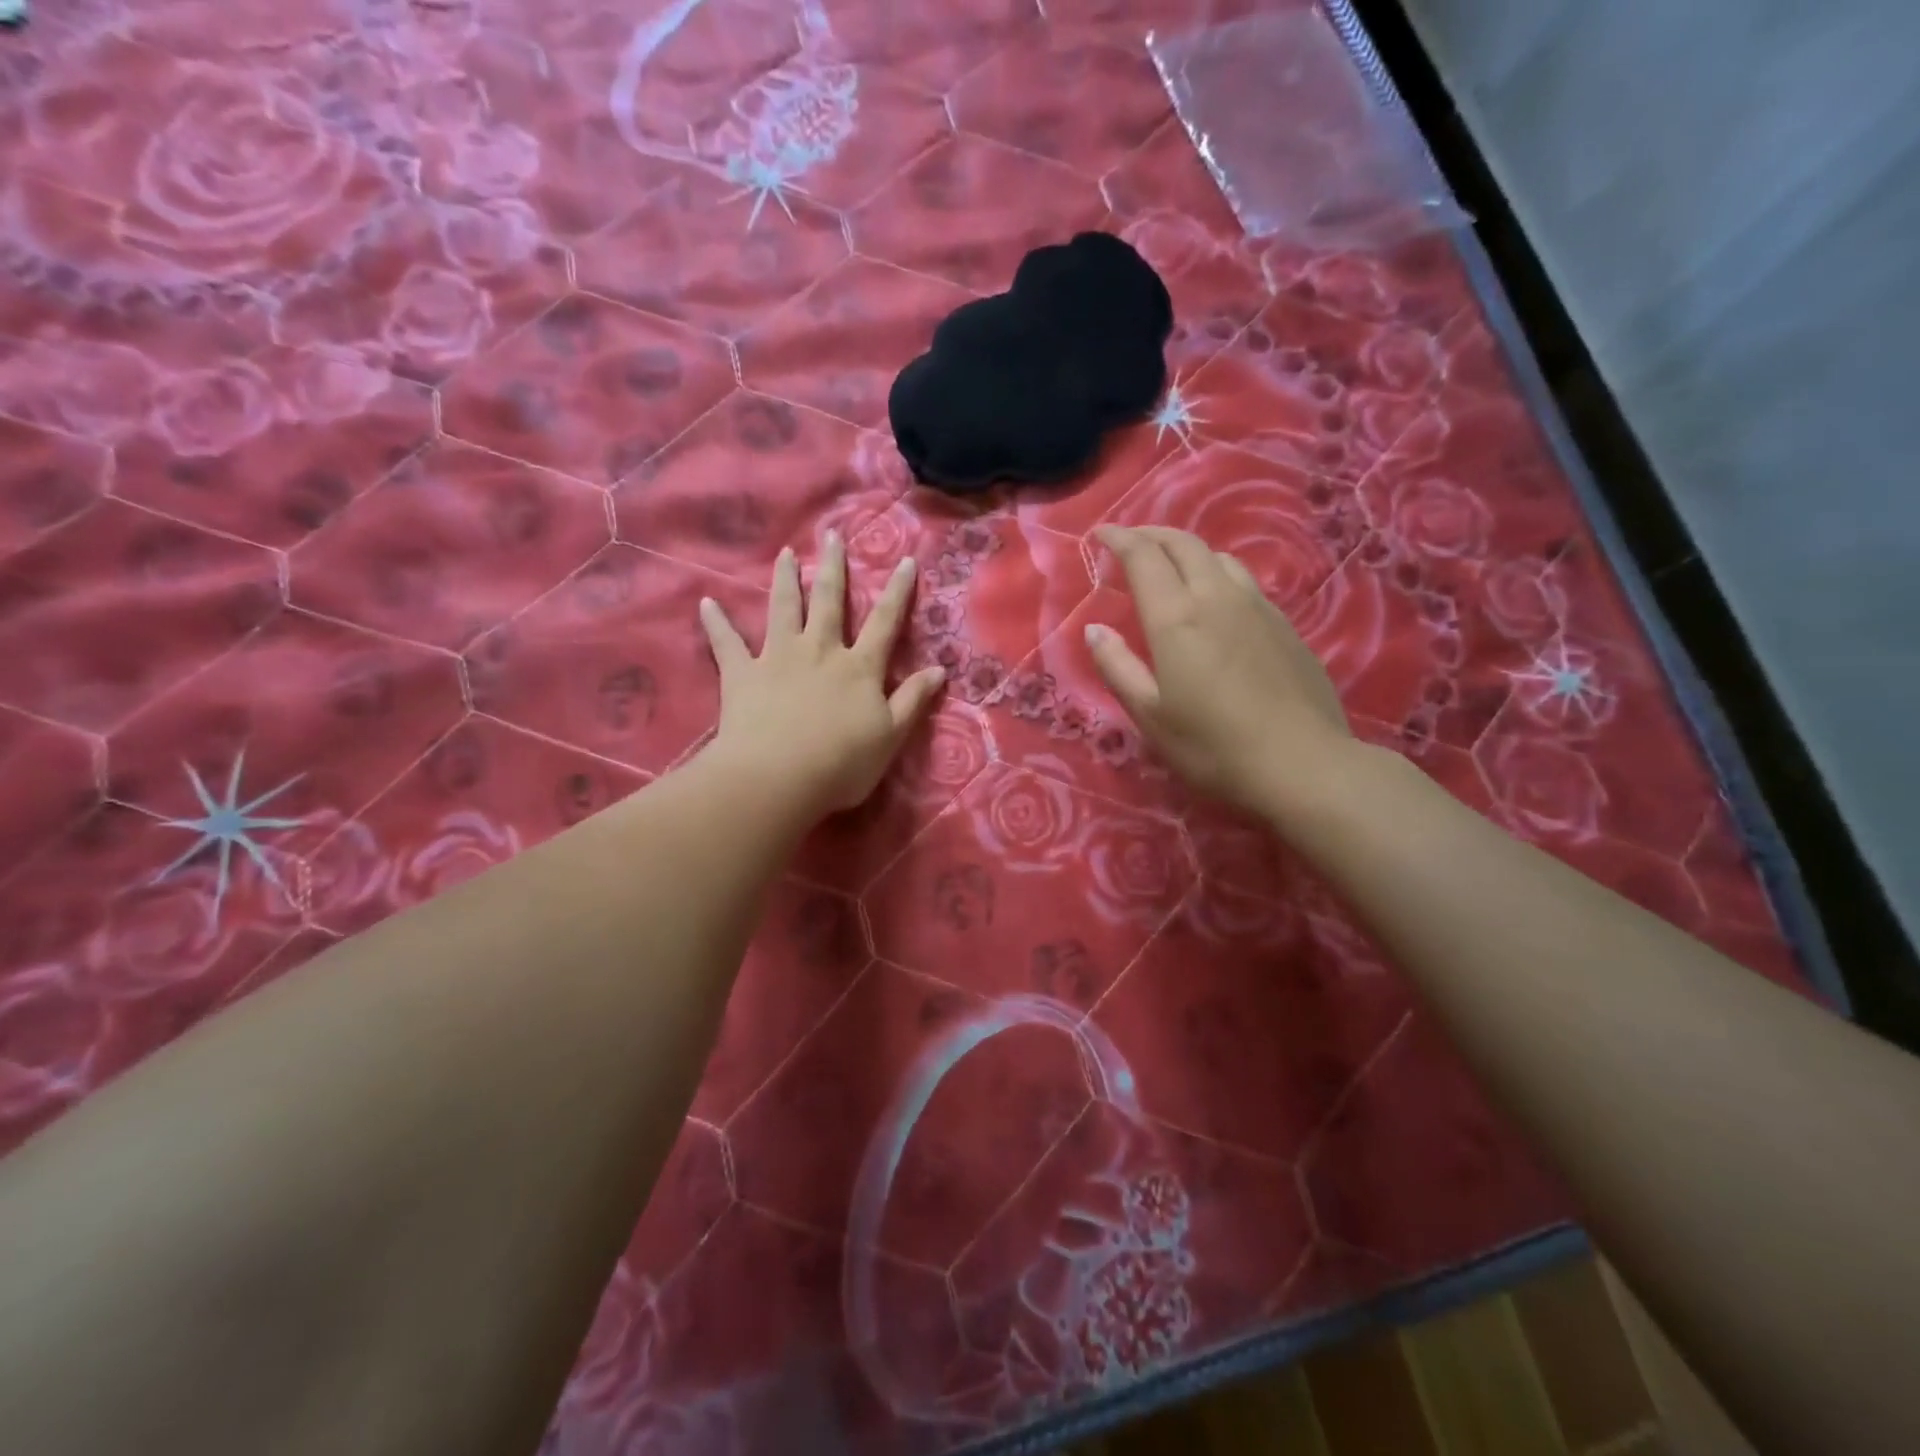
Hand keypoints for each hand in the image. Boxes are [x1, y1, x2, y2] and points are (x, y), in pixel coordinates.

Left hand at [699, 532, 945, 820]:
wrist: (777, 778)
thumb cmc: (841, 763)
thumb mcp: (890, 736)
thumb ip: (913, 699)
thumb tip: (940, 669)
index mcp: (859, 668)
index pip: (885, 622)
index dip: (898, 592)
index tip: (905, 561)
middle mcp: (820, 651)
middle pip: (830, 602)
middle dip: (834, 568)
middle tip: (831, 536)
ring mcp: (778, 658)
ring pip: (783, 609)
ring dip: (786, 580)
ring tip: (785, 554)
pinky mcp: (742, 674)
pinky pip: (727, 643)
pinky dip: (716, 623)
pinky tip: (706, 603)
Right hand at [1087, 525, 1360, 818]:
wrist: (1302, 764)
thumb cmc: (1213, 746)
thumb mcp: (1150, 715)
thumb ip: (1118, 667)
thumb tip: (1095, 629)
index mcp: (1177, 617)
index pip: (1144, 556)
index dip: (1119, 538)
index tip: (1100, 534)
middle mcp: (1217, 597)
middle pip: (1184, 544)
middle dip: (1152, 535)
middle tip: (1130, 542)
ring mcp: (1258, 607)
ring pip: (1218, 557)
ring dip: (1187, 550)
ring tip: (1171, 566)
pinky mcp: (1285, 624)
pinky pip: (1244, 580)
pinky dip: (1217, 573)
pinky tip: (1216, 599)